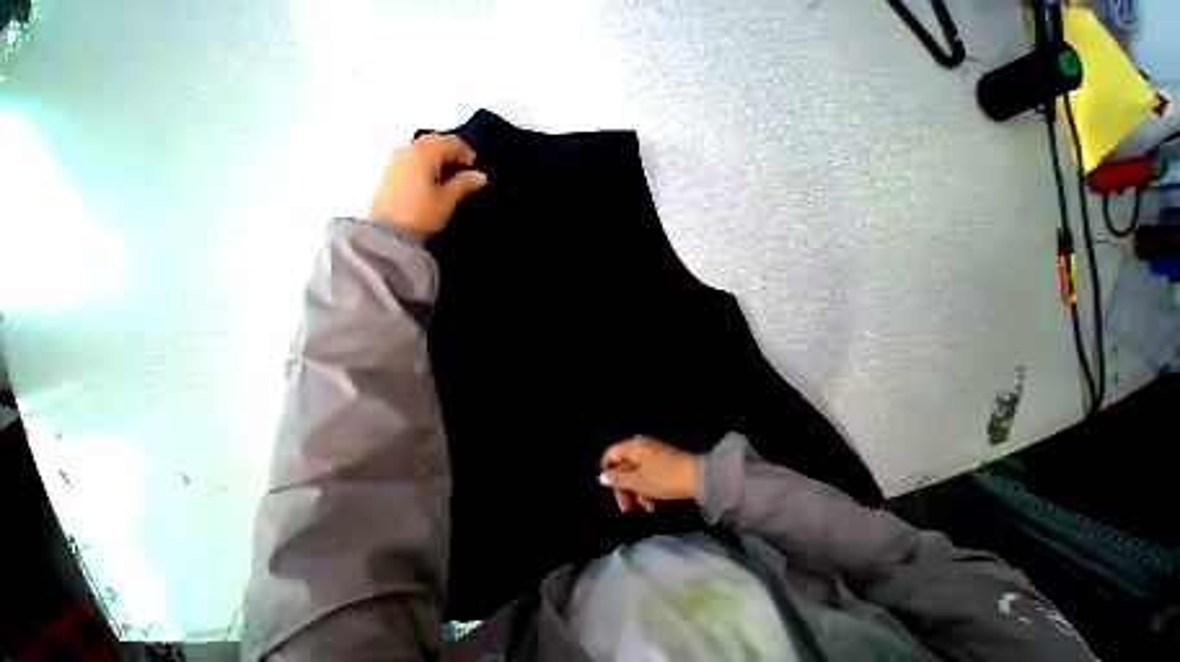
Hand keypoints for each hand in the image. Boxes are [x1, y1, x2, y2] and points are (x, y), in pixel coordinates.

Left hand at [367, 134, 487, 239]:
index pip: (450, 142)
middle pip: (434, 141)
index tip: (475, 169)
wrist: (388, 231)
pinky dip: (427, 163)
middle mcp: (408, 149)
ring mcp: (396, 159)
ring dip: (439, 157)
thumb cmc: (422, 213)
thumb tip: (480, 175)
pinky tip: (433, 180)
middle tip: (464, 171)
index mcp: (424, 153)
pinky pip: (413, 158)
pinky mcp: (390, 171)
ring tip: (450, 177)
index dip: (466, 152)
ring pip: (422, 149)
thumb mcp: (448, 199)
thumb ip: (464, 183)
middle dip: (452, 152)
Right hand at [598, 435, 699, 512]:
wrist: (698, 477)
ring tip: (646, 508)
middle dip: (624, 487)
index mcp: (632, 446)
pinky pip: (648, 473)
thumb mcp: (637, 481)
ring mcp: (652, 452)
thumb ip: (617, 479)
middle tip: (626, 508)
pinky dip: (648, 487)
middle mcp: (641, 445)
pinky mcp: (663, 461)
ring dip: (638, 491)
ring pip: (636, 472)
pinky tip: (654, 504)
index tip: (607, 489)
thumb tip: (601, 477)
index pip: (611, 454)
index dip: (606, 470)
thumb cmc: (663, 477)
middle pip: (623, 465)